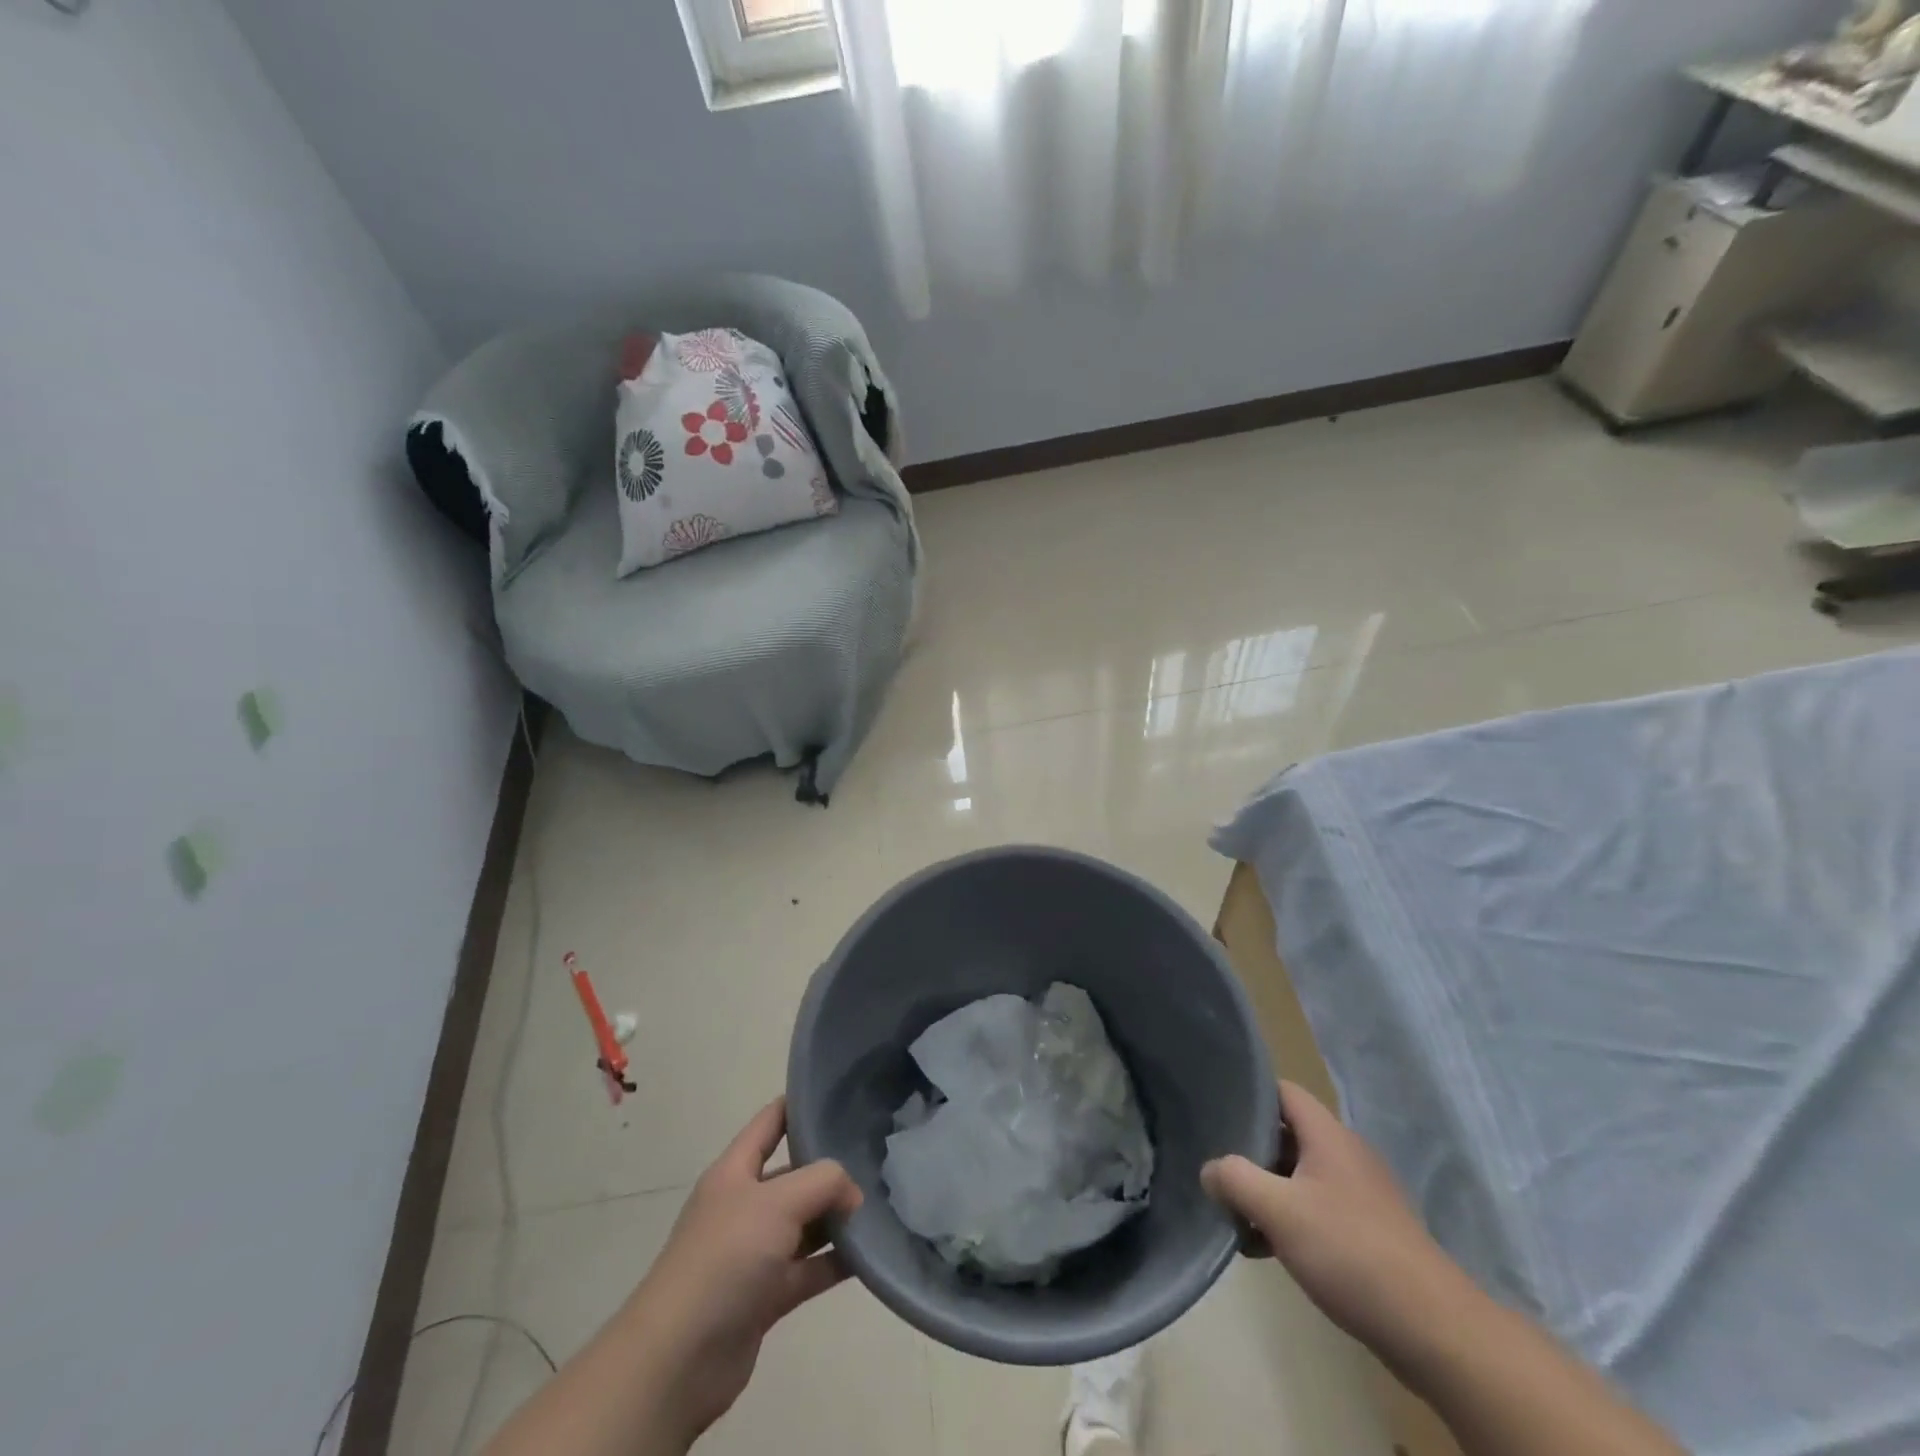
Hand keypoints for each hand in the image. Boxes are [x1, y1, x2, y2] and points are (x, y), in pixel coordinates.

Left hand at [623, 1098, 862, 1446]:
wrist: (678, 1359)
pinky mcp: (765, 1296)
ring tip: (882, 1204)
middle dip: (830, 1168)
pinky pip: (809, 1269)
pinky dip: (836, 1262)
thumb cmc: (724, 1258)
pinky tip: (870, 1254)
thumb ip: (823, 1182)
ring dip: (837, 1217)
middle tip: (877, 1157)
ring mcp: (754, 1252)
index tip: (841, 1095)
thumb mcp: (777, 1201)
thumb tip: (853, 1195)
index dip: (799, 1105)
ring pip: (805, 1224)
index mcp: (735, 1171)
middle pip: (793, 1175)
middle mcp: (744, 1205)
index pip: (770, 1122)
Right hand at [1202, 1081, 1476, 1361]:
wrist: (1433, 1329)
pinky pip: (1318, 1208)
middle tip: (1216, 1165)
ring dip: (1268, 1189)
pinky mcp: (1370, 1232)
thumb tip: (1209, 1170)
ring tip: (1234, 1212)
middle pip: (1288, 1134)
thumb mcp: (1278, 1210)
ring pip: (1300, 1175)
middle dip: (1250, 1148)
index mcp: (1328, 1135)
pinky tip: (1266, 1248)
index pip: (1283, 1091)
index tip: (1216, 1104)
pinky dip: (1290, 1218)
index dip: (1249, 1091)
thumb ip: (1235, 1180)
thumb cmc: (1350, 1252)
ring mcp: (1362, 1194)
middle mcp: (1346, 1154)